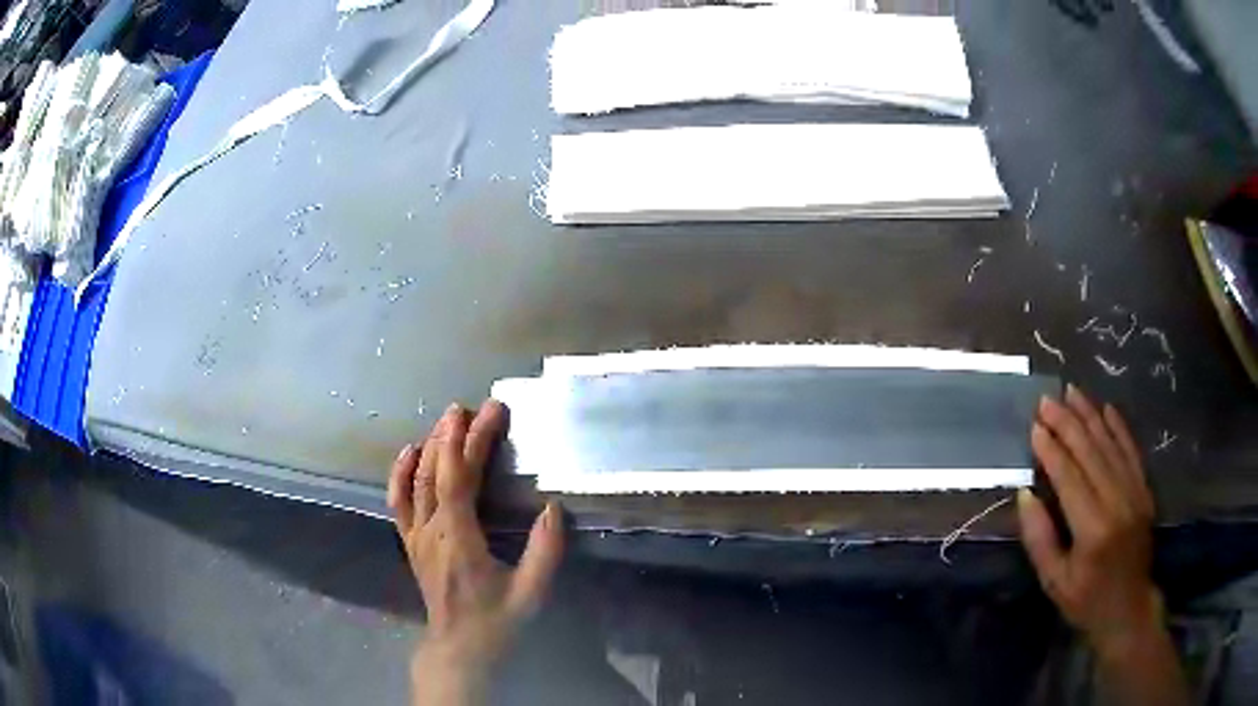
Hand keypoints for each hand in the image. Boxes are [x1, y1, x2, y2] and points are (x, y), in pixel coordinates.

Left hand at [388, 401, 563, 704]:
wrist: (460, 649)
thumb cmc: (497, 622)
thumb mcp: (531, 593)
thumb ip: (545, 552)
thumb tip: (553, 509)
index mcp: (459, 539)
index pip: (460, 478)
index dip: (474, 441)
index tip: (491, 412)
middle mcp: (431, 531)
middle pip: (436, 471)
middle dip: (453, 434)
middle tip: (471, 406)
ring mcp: (415, 536)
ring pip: (416, 481)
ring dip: (431, 446)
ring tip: (447, 419)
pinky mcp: (410, 543)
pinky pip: (398, 501)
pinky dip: (401, 473)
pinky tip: (409, 452)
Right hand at [1018, 386, 1187, 705]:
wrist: (1128, 609)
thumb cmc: (1086, 600)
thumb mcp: (1054, 581)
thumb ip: (1039, 539)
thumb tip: (1025, 495)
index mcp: (1093, 530)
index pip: (1070, 479)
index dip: (1052, 451)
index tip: (1035, 426)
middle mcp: (1118, 503)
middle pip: (1091, 453)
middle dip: (1068, 423)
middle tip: (1047, 400)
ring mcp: (1136, 493)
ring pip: (1111, 445)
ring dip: (1091, 416)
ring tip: (1072, 392)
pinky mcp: (1145, 491)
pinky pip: (1132, 451)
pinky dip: (1120, 428)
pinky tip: (1107, 408)